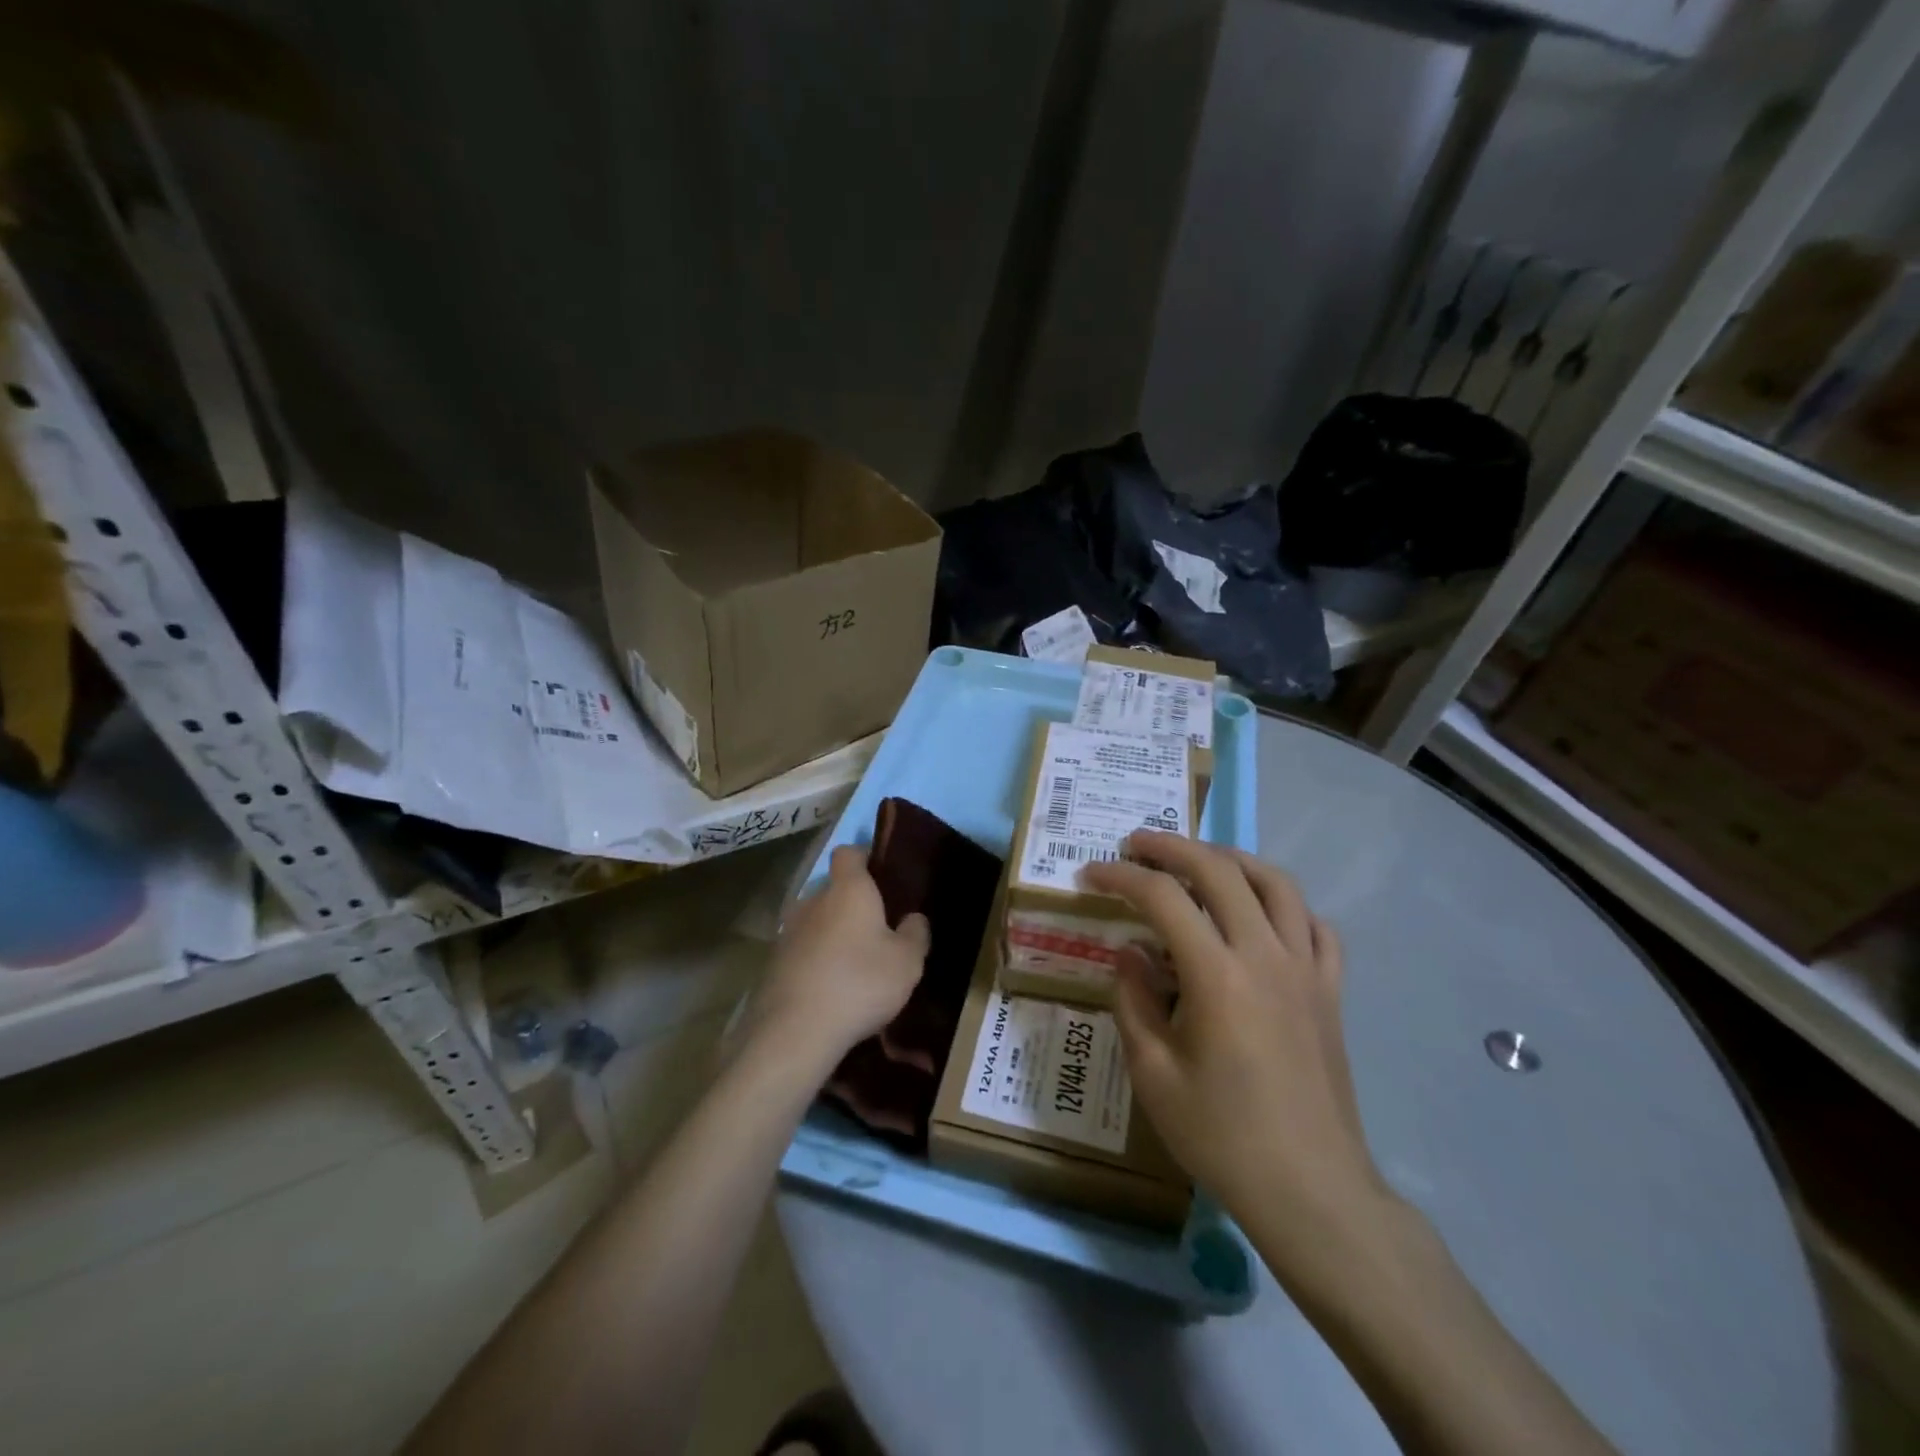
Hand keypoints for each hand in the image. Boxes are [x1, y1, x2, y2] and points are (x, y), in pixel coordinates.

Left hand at [753, 845, 928, 1070]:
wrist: (795, 1031)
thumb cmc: (860, 982)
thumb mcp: (907, 962)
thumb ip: (915, 934)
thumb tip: (913, 918)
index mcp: (848, 890)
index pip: (848, 853)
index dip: (864, 858)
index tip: (881, 875)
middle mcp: (813, 900)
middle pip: (832, 889)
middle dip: (850, 904)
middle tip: (875, 929)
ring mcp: (788, 931)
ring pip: (815, 921)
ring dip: (831, 934)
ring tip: (852, 963)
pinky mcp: (773, 962)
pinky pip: (802, 950)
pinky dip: (815, 960)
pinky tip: (830, 987)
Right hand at [1082, 833, 1389, 1250]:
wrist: (1311, 1190)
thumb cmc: (1222, 1136)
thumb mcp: (1153, 1074)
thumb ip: (1134, 1001)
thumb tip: (1129, 953)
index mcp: (1217, 974)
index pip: (1163, 898)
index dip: (1121, 877)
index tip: (1091, 874)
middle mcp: (1265, 955)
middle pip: (1219, 870)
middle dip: (1171, 847)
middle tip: (1136, 844)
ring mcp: (1307, 969)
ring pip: (1276, 883)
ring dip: (1231, 859)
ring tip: (1199, 860)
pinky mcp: (1332, 991)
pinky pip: (1316, 926)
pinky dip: (1285, 905)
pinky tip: (1262, 915)